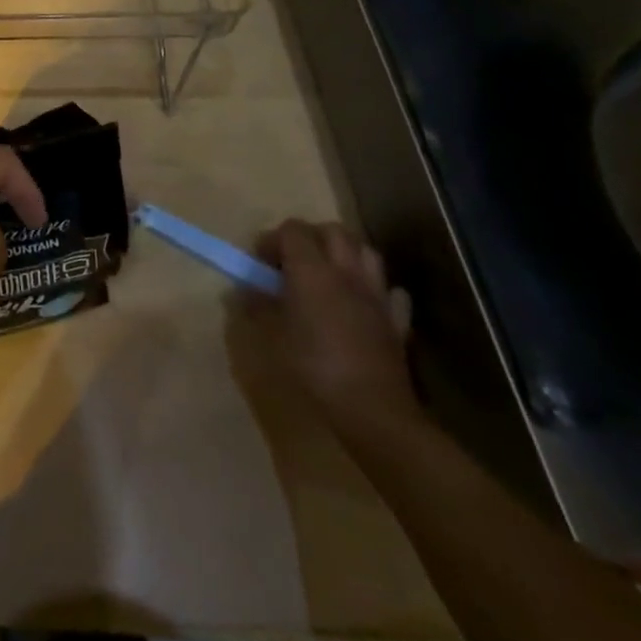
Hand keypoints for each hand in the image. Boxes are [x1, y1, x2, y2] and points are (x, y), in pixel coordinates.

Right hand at [251, 220, 416, 436]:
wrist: (373, 410)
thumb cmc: (313, 367)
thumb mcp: (271, 336)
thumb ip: (256, 306)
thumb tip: (243, 291)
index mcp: (311, 270)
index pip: (292, 229)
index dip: (274, 240)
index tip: (261, 262)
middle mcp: (346, 272)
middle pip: (333, 231)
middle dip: (311, 237)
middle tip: (293, 262)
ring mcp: (376, 294)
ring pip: (366, 252)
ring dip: (345, 254)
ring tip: (328, 275)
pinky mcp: (397, 321)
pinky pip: (390, 291)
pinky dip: (375, 288)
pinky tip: (363, 302)